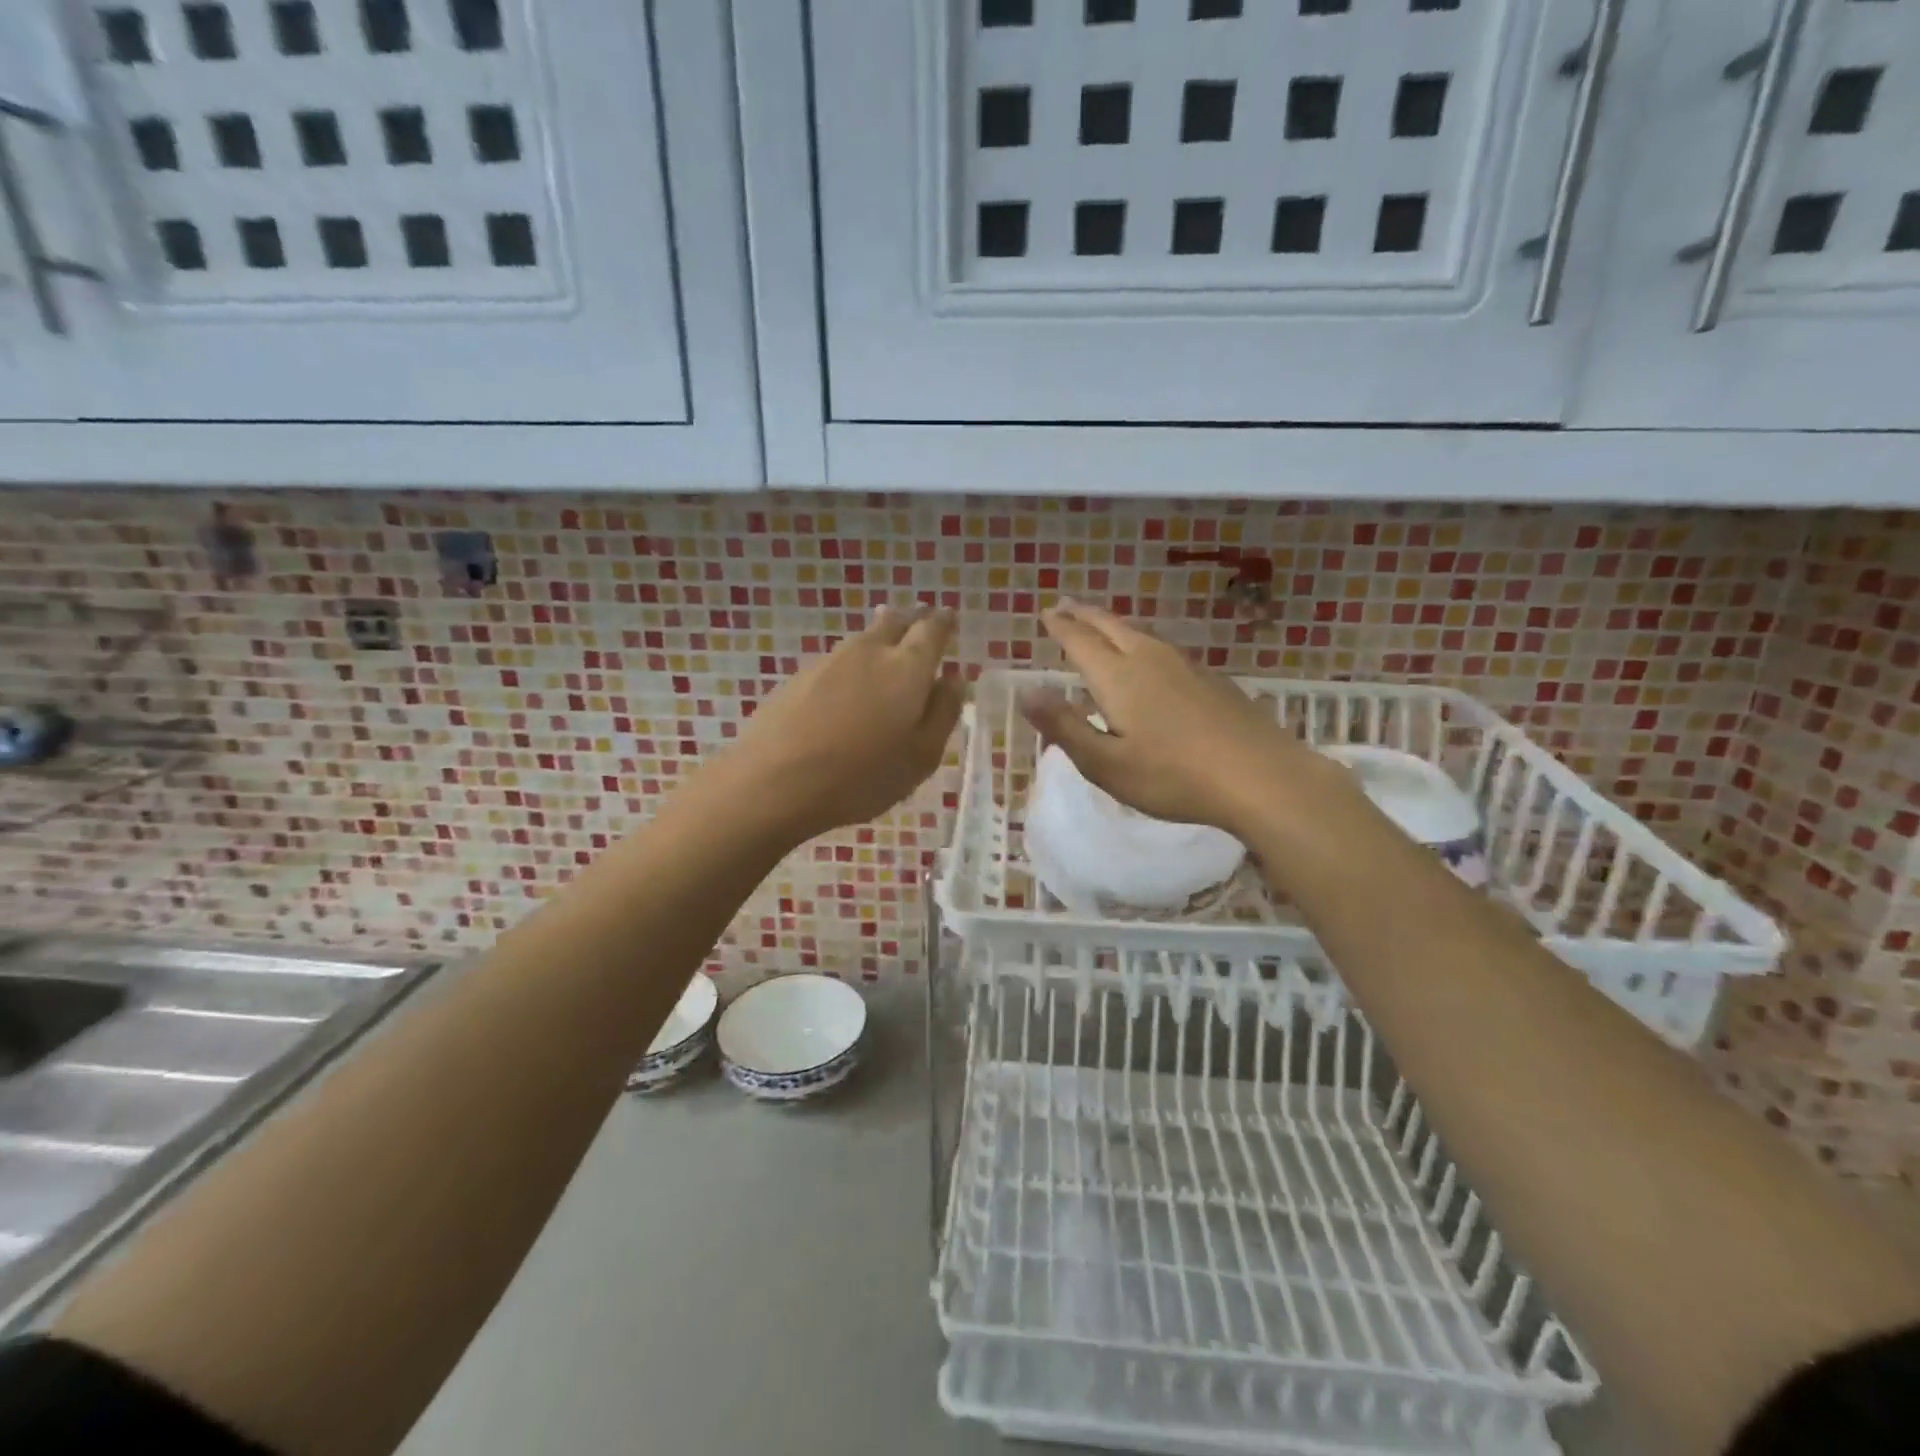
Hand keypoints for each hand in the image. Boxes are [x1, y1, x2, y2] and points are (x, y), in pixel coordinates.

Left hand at [726, 603, 964, 842]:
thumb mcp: (921, 756)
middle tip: (920, 628)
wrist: (775, 781)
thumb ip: (943, 712)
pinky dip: (851, 667)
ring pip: (863, 639)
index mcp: (907, 667)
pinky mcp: (798, 676)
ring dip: (880, 642)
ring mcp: (829, 660)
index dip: (943, 622)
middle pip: (894, 620)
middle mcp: (869, 651)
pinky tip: (848, 691)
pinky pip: (837, 661)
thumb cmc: (862, 775)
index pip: (932, 629)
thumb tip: (954, 679)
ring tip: (886, 659)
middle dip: (911, 620)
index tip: (949, 618)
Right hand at [1021, 600, 1341, 837]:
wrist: (1260, 777)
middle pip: (1111, 627)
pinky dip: (1143, 643)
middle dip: (1084, 615)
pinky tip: (1151, 658)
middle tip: (1065, 605)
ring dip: (1114, 625)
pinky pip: (1164, 649)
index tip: (1046, 612)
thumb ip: (1063, 726)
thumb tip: (1025, 692)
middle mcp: (1149, 659)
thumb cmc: (1173, 777)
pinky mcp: (1212, 679)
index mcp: (1118, 677)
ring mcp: (1186, 666)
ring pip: (1141, 634)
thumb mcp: (1105, 763)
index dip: (1060, 626)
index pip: (1080, 641)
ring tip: (1101, 625)